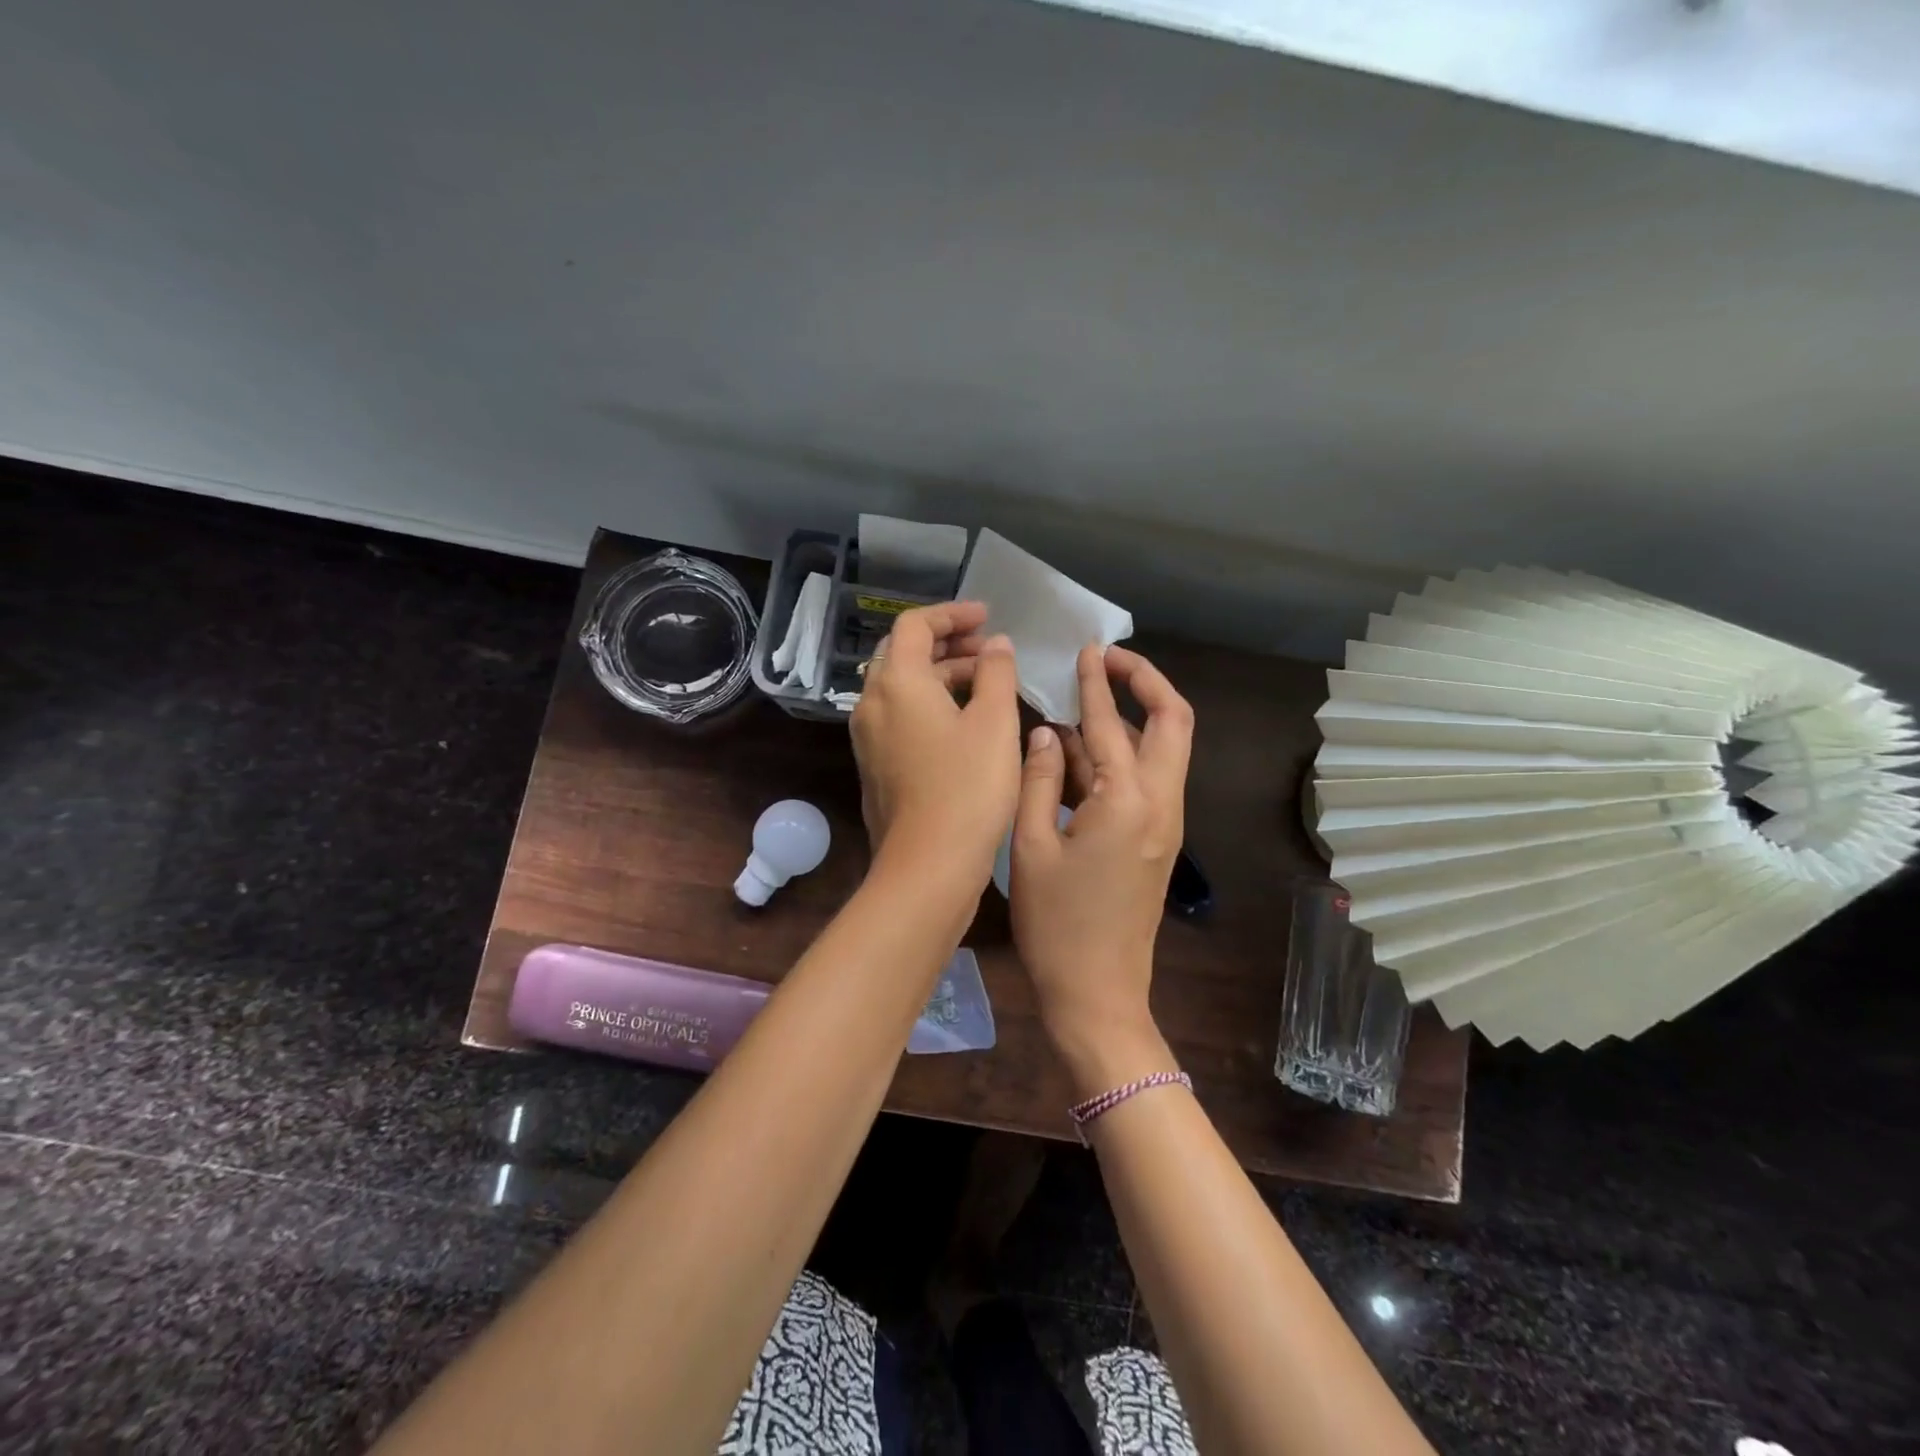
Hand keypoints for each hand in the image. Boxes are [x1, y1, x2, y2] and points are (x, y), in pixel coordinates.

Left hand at [850, 602, 1022, 885]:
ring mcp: (868, 738)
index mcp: (896, 682)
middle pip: (902, 654)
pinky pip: (899, 717)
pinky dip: (929, 705)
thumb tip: (995, 645)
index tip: (987, 616)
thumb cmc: (968, 787)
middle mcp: (872, 703)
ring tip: (986, 683)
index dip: (952, 614)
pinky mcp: (876, 766)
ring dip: (940, 676)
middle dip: (946, 644)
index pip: (914, 625)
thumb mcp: (995, 722)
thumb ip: (996, 673)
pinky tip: (964, 722)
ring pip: (901, 688)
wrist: (929, 864)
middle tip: (988, 649)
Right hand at [1009, 645, 1192, 1081]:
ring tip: (1083, 701)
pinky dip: (1123, 754)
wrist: (1098, 992)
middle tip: (1108, 662)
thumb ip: (1040, 780)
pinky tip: (1082, 752)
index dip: (1097, 683)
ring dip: (1132, 717)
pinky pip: (1149, 779)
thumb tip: (1046, 733)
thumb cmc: (1056, 924)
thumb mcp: (1031, 845)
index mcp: (1127, 801)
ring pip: (1164, 749)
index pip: (1112, 723)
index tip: (1089, 649)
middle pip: (1173, 722)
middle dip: (1145, 683)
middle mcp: (1161, 803)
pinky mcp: (1159, 841)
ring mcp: (1166, 823)